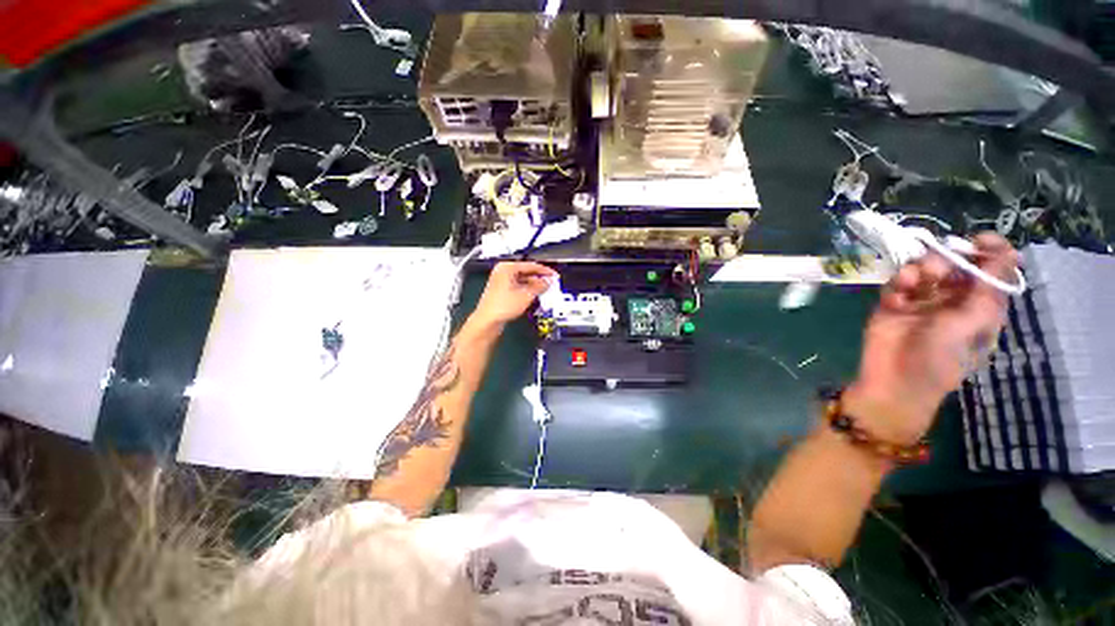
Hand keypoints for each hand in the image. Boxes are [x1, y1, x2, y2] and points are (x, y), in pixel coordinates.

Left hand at [469, 262, 557, 330]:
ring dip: (534, 284)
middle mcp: (502, 271)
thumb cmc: (503, 306)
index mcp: (507, 267)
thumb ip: (539, 286)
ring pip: (522, 279)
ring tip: (544, 289)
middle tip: (551, 282)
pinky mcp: (501, 290)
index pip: (530, 265)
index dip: (544, 270)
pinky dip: (526, 289)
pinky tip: (534, 294)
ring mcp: (500, 281)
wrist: (488, 321)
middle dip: (539, 278)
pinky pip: (517, 285)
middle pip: (525, 271)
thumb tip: (547, 282)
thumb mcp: (526, 295)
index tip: (554, 275)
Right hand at [846, 233, 1018, 443]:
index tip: (976, 239)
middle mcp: (954, 300)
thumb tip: (1005, 252)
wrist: (895, 381)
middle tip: (935, 270)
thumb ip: (987, 289)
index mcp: (981, 306)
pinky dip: (897, 284)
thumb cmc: (942, 360)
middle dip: (946, 260)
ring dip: (918, 270)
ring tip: (910, 281)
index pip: (993, 270)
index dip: (990, 251)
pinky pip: (897, 283)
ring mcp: (922, 301)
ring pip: (924, 269)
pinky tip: (895, 295)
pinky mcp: (893, 304)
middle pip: (956, 264)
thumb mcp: (972, 325)